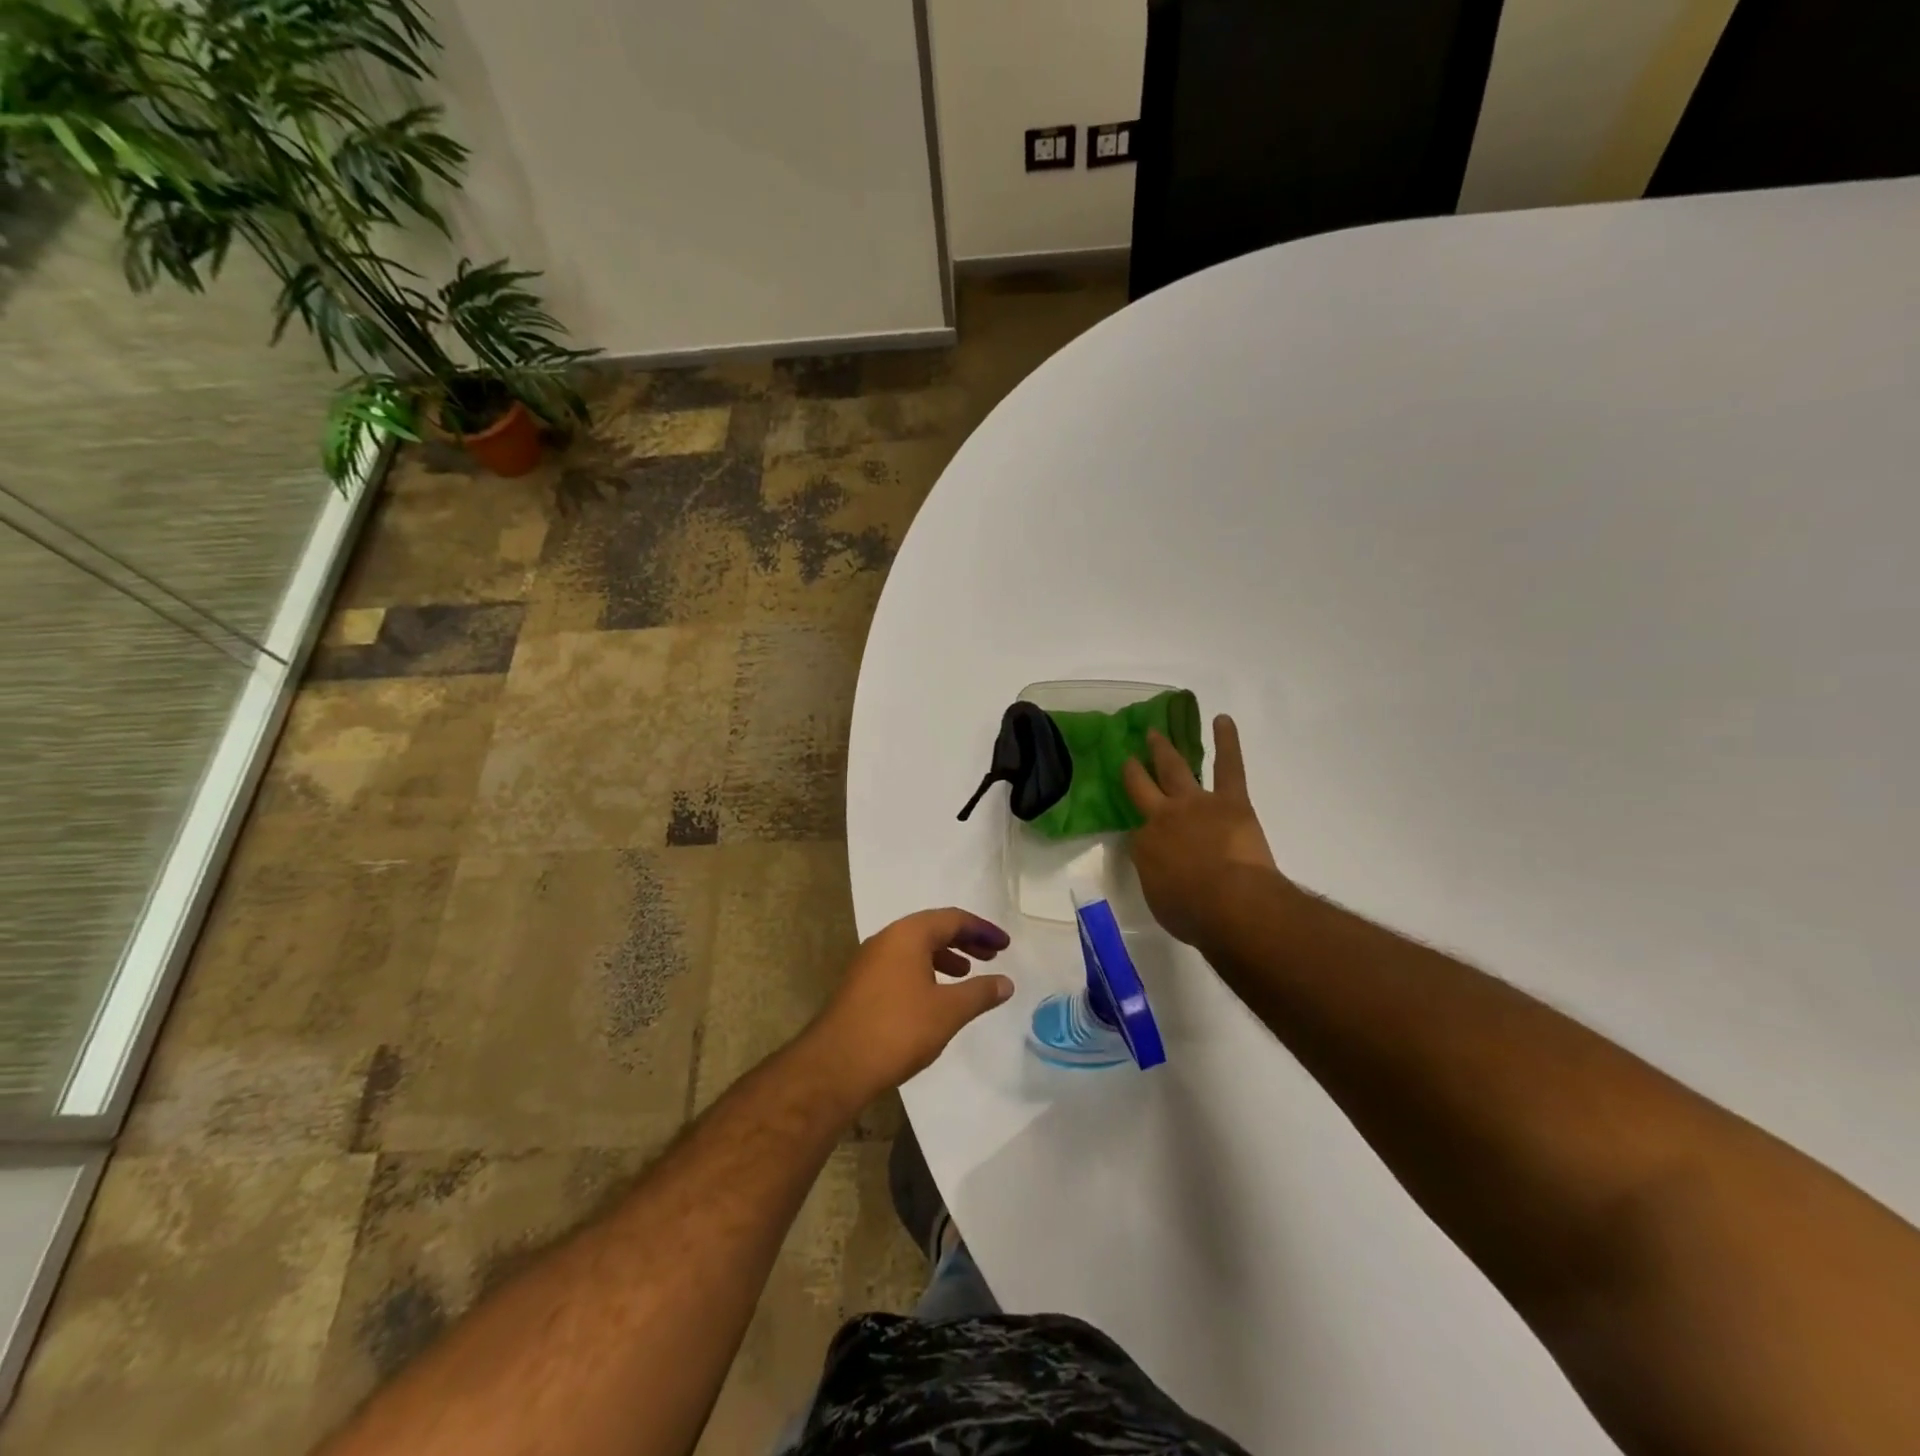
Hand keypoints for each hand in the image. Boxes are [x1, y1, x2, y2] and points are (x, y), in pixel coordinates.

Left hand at [810, 908, 1013, 1101]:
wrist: (836, 1065)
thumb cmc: (898, 1029)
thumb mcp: (948, 1010)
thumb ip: (980, 993)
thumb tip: (1006, 982)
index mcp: (908, 934)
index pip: (953, 918)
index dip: (982, 929)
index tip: (1005, 944)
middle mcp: (886, 939)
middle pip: (933, 928)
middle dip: (965, 939)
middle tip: (992, 955)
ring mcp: (870, 961)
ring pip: (915, 947)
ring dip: (945, 956)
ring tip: (967, 973)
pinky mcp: (862, 984)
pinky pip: (901, 965)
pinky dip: (925, 971)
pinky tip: (934, 995)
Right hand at [1124, 714, 1284, 945]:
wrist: (1230, 903)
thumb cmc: (1193, 913)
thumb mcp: (1160, 900)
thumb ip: (1158, 878)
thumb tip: (1163, 868)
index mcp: (1144, 844)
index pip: (1139, 832)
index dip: (1143, 832)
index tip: (1145, 834)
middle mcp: (1163, 816)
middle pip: (1144, 787)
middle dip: (1136, 771)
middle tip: (1129, 756)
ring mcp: (1195, 803)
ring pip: (1176, 769)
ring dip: (1165, 749)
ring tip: (1156, 733)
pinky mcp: (1230, 800)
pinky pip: (1228, 766)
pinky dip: (1227, 741)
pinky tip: (1222, 719)